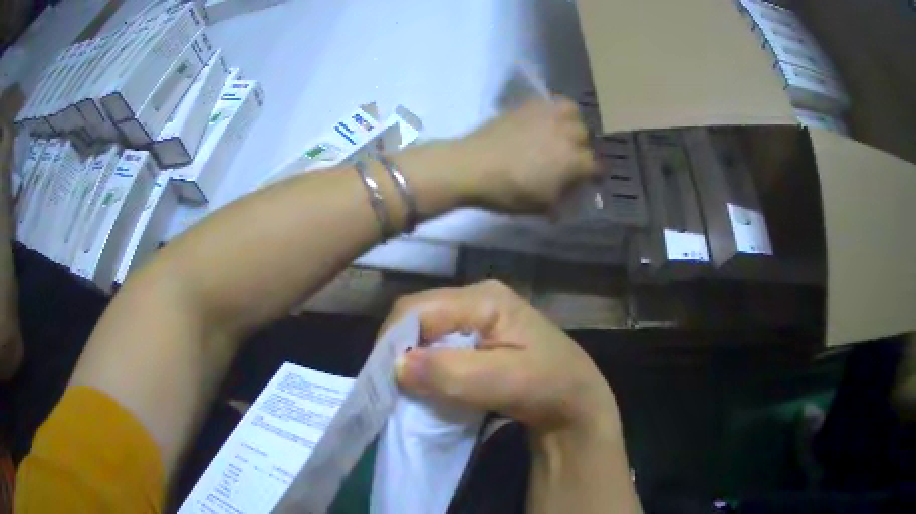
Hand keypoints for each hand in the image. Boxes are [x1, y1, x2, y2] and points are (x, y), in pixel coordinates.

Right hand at [384, 280, 617, 433]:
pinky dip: (425, 363)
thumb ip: (451, 372)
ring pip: (425, 329)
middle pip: (419, 314)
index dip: (394, 341)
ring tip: (402, 386)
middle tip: (389, 384)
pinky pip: (437, 342)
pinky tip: (424, 382)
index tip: (383, 379)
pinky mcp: (477, 334)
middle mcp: (477, 298)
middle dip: (399, 348)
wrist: (576, 403)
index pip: (420, 309)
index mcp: (485, 298)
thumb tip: (396, 366)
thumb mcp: (504, 382)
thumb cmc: (550, 387)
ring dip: (410, 357)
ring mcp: (477, 315)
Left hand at [455, 97, 597, 212]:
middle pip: (585, 139)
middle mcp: (567, 134)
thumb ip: (560, 201)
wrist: (472, 166)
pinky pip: (553, 102)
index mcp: (573, 161)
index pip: (595, 167)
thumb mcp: (539, 206)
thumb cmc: (508, 191)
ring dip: (572, 125)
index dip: (593, 176)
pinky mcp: (530, 106)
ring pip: (574, 115)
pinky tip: (547, 120)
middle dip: (581, 150)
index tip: (588, 181)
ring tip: (562, 134)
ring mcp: (548, 116)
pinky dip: (556, 110)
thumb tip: (566, 200)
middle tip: (569, 160)